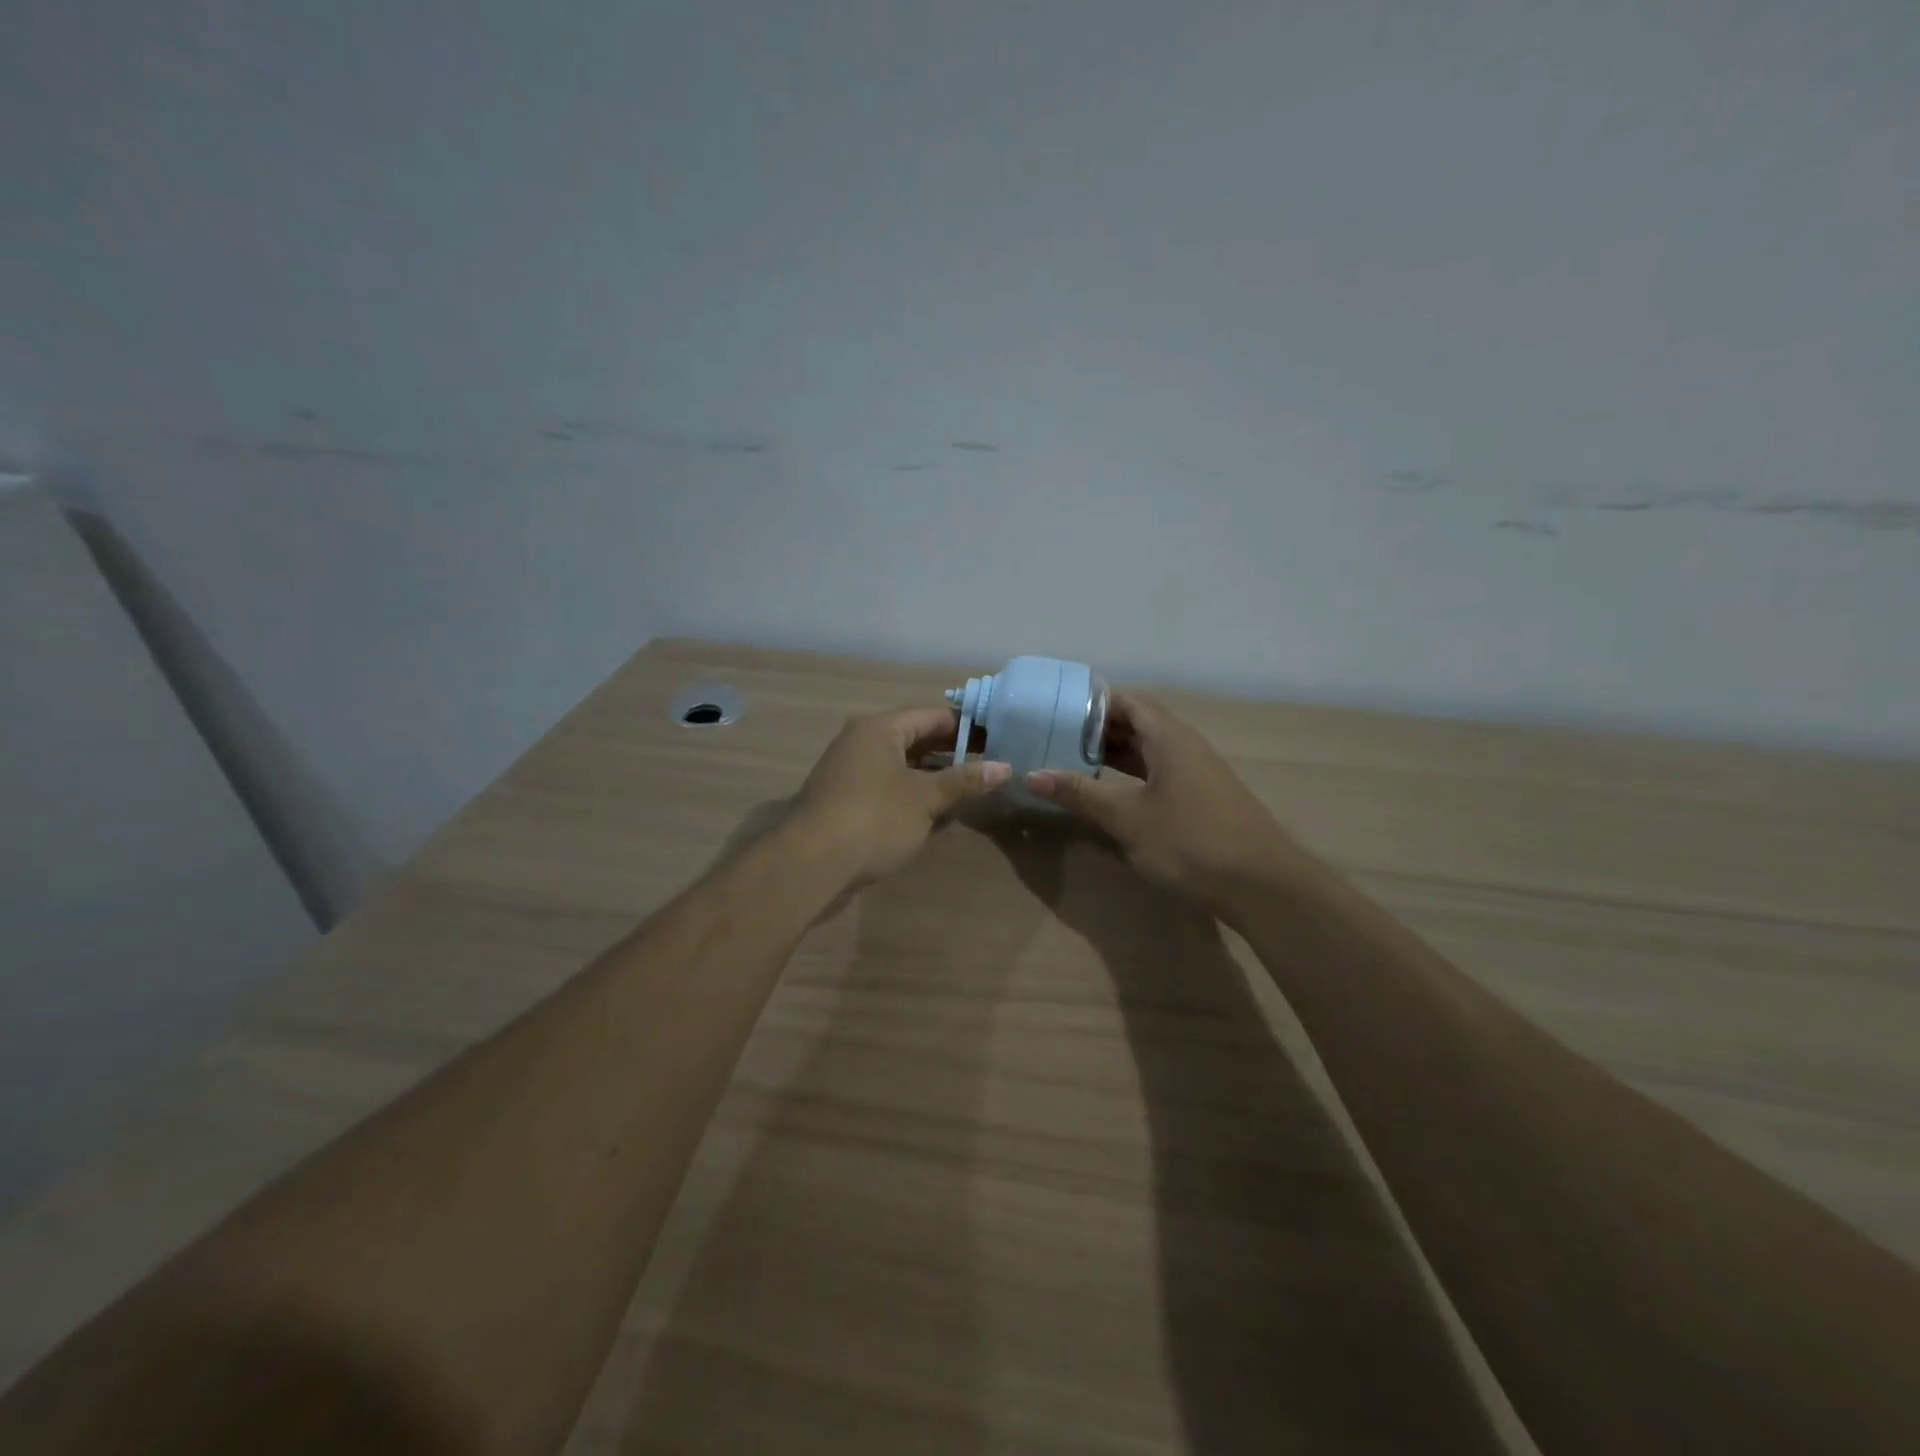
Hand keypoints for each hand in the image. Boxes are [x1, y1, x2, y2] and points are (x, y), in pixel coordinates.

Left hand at [790, 706, 1010, 883]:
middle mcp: (862, 743)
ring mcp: (853, 775)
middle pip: (918, 741)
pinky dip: (916, 799)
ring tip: (974, 792)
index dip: (968, 727)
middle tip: (993, 767)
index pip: (933, 716)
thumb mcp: (925, 798)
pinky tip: (941, 816)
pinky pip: (891, 792)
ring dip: (936, 780)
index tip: (1001, 739)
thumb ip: (965, 781)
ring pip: (905, 769)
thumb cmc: (873, 819)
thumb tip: (1006, 767)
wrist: (811, 865)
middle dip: (954, 755)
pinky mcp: (848, 804)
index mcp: (879, 729)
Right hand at [1026, 692, 1294, 911]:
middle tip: (1054, 740)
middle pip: (1137, 723)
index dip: (1091, 703)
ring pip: (1147, 752)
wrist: (1263, 887)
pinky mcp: (1200, 800)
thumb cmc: (1191, 841)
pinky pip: (1157, 775)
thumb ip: (1080, 794)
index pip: (1127, 701)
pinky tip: (1108, 796)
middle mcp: (1184, 747)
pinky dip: (1129, 778)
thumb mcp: (1128, 818)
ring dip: (1112, 756)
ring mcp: (1195, 774)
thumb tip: (1031, 774)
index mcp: (1169, 738)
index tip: (1055, 712)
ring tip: (1070, 765)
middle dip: (1096, 731)